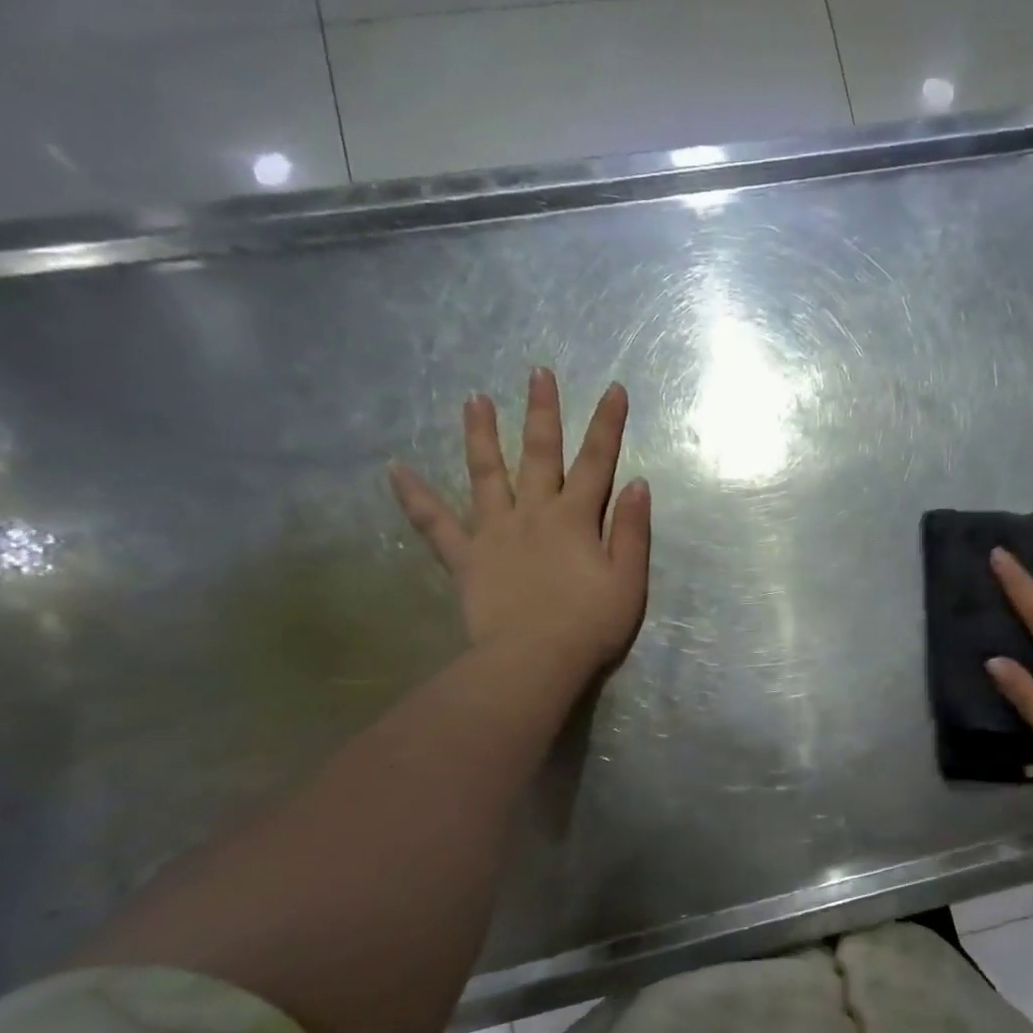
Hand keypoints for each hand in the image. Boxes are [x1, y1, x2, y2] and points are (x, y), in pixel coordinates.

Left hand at [388, 368, 651, 679]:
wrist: (535, 660)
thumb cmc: (591, 624)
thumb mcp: (629, 580)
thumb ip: (631, 530)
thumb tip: (637, 484)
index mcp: (576, 518)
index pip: (598, 462)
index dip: (607, 424)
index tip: (614, 388)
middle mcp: (534, 513)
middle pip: (540, 453)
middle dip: (542, 412)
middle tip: (537, 373)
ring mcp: (495, 531)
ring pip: (487, 473)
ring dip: (481, 434)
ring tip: (473, 398)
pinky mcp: (466, 557)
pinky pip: (435, 523)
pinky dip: (414, 496)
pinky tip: (395, 468)